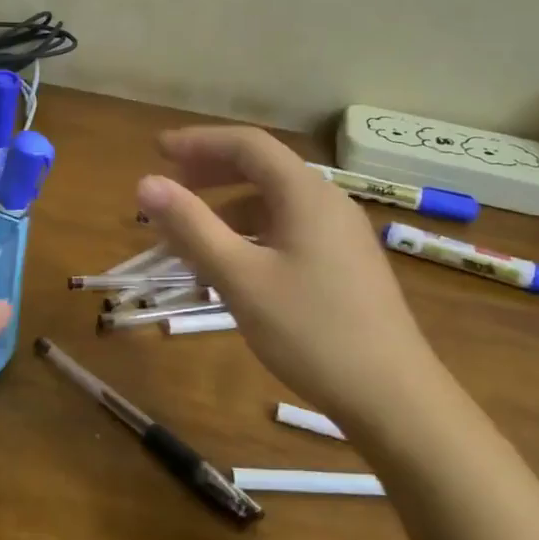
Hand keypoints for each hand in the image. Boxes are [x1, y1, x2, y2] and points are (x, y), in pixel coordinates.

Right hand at [137, 127, 449, 431]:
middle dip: (211, 172)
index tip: (157, 151)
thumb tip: (146, 183)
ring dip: (228, 209)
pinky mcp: (344, 263)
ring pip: (274, 203)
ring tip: (190, 238)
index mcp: (305, 194)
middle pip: (263, 169)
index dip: (198, 142)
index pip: (247, 145)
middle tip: (170, 188)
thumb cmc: (310, 331)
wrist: (392, 397)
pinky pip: (289, 230)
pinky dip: (252, 234)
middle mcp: (327, 202)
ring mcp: (341, 234)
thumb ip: (191, 227)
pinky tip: (233, 266)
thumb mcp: (240, 278)